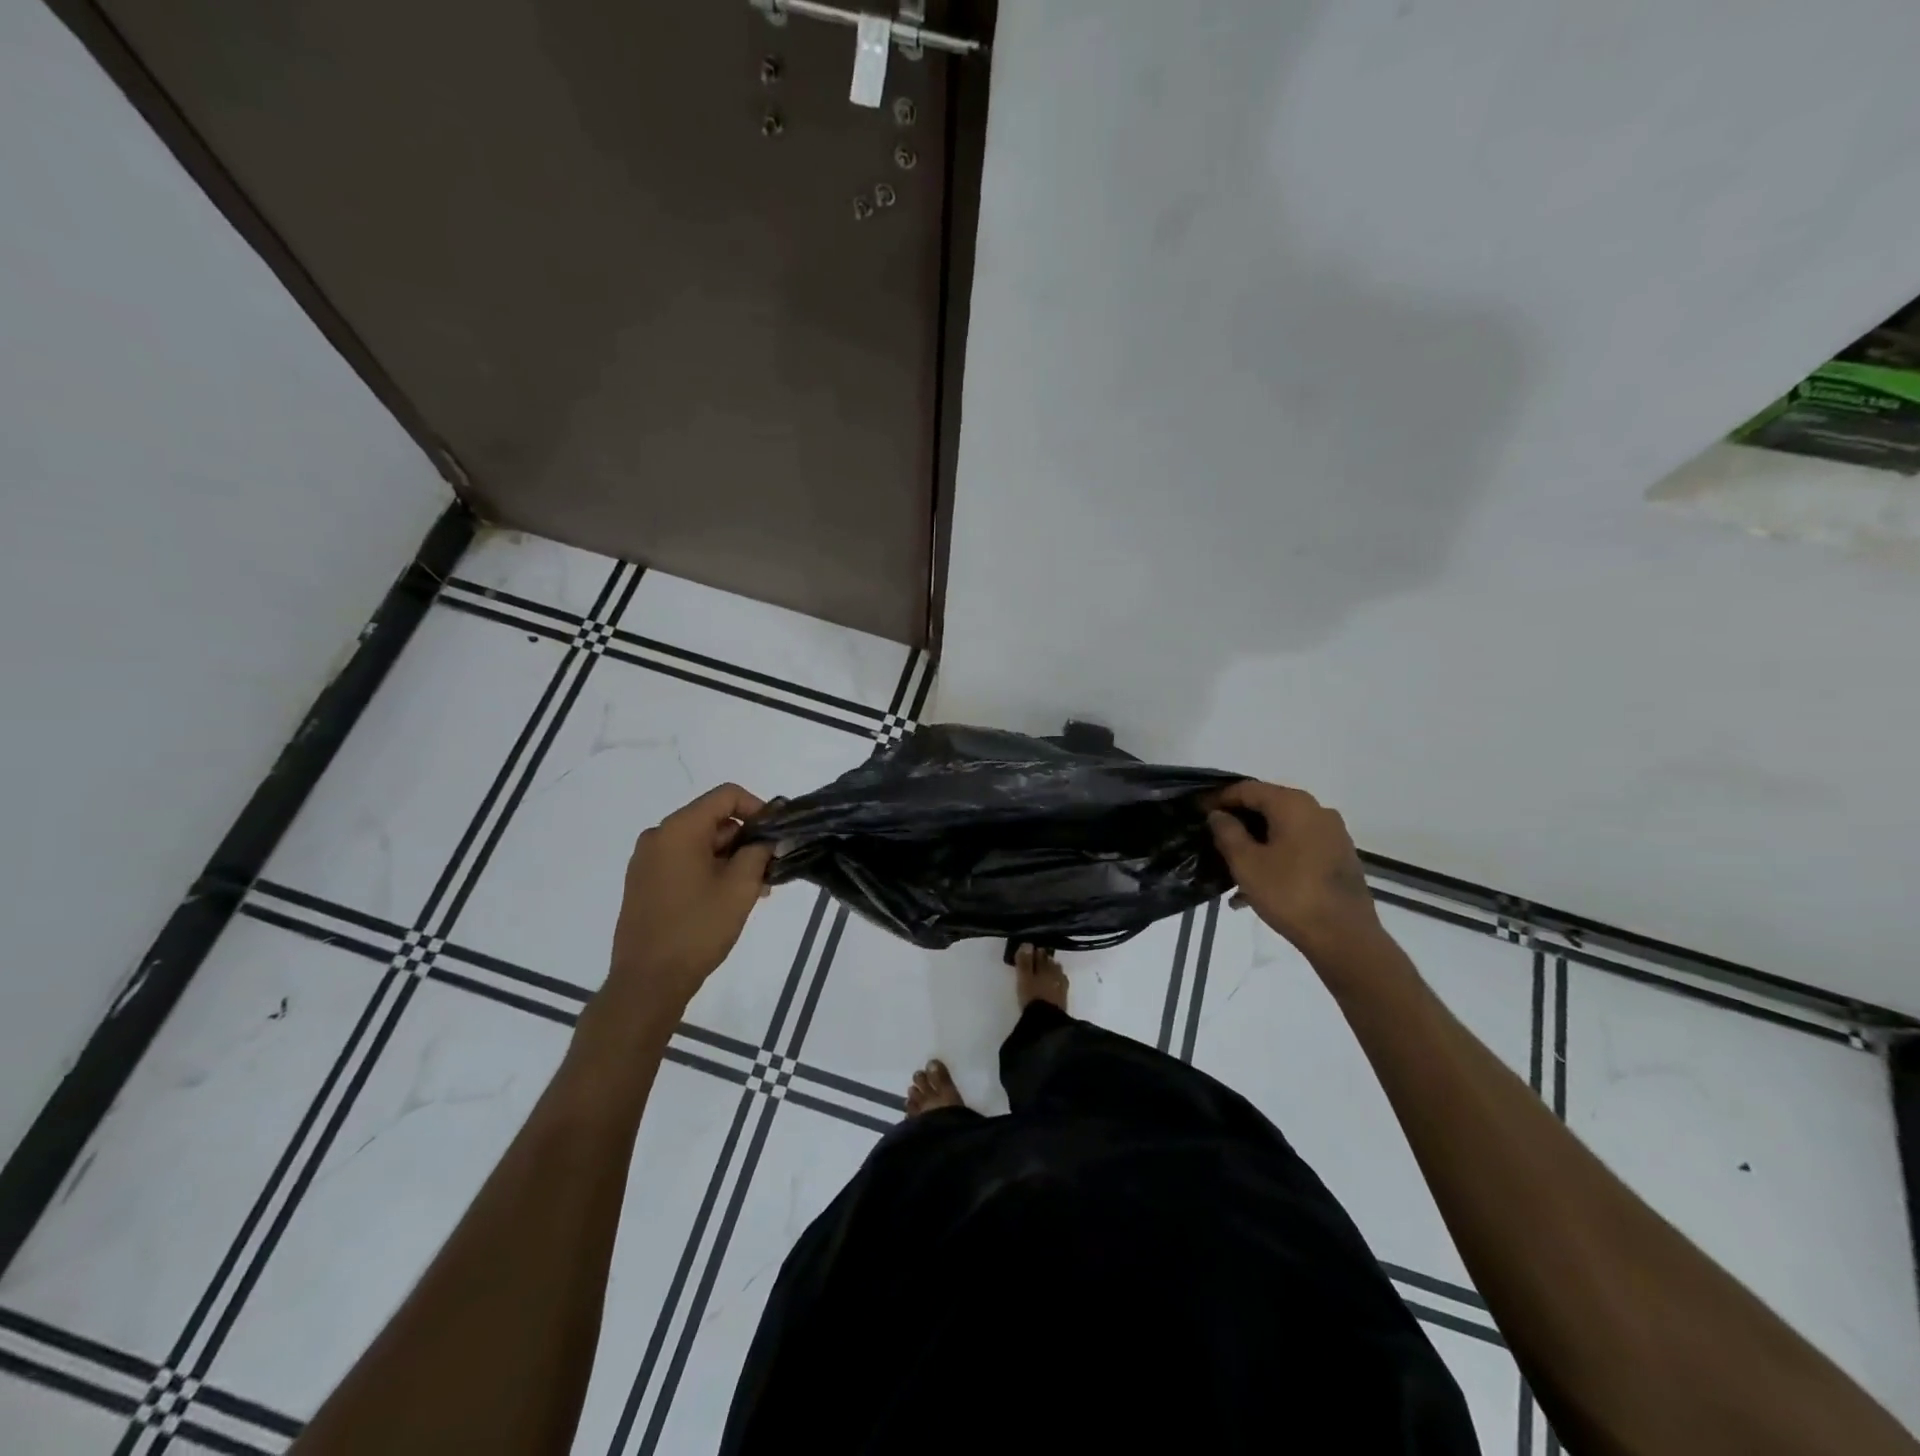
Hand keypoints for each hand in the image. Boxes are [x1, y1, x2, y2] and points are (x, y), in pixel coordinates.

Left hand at [604, 784, 773, 1023]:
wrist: (647, 982)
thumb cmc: (697, 929)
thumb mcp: (740, 887)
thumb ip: (760, 852)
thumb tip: (771, 838)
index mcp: (679, 829)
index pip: (727, 795)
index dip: (759, 808)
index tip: (777, 835)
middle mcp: (658, 836)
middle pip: (713, 819)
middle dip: (746, 839)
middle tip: (771, 869)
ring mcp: (647, 861)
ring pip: (700, 844)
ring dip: (731, 859)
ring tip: (756, 890)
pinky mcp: (644, 883)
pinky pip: (684, 862)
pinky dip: (710, 870)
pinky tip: (729, 898)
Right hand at [1207, 781, 1381, 958]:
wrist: (1345, 937)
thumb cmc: (1290, 894)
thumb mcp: (1246, 863)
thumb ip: (1227, 832)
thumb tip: (1219, 814)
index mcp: (1293, 804)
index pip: (1247, 789)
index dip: (1219, 798)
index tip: (1198, 811)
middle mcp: (1317, 811)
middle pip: (1268, 806)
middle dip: (1239, 821)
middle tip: (1213, 837)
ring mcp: (1333, 834)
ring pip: (1284, 829)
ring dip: (1257, 842)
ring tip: (1232, 867)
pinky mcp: (1340, 857)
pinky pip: (1299, 847)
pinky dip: (1277, 856)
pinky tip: (1259, 884)